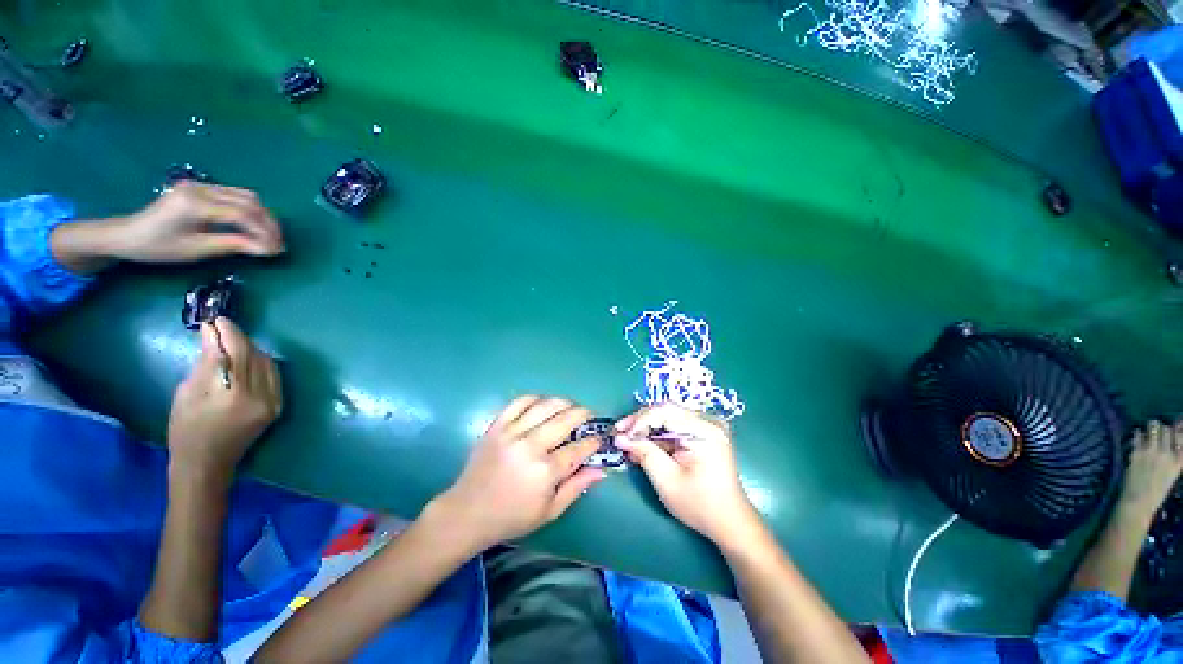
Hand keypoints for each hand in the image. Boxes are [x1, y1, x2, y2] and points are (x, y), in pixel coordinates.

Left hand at [111, 181, 283, 262]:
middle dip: (268, 223)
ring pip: (246, 196)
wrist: (127, 235)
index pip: (242, 215)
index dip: (264, 232)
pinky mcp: (202, 188)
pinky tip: (254, 225)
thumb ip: (233, 245)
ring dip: (263, 216)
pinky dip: (251, 210)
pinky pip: (235, 195)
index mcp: (195, 204)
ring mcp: (201, 185)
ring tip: (270, 235)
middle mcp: (201, 189)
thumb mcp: (196, 250)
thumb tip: (267, 249)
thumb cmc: (158, 247)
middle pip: (248, 202)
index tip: (277, 250)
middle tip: (279, 244)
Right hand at [166, 317, 282, 482]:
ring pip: (267, 363)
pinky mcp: (277, 406)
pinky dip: (260, 363)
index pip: (237, 352)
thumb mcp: (188, 393)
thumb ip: (207, 363)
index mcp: (235, 394)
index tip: (216, 320)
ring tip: (231, 342)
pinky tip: (246, 359)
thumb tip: (213, 334)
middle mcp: (262, 396)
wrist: (207, 465)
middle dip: (238, 339)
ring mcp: (273, 401)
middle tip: (221, 329)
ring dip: (250, 349)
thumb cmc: (187, 430)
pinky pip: (273, 375)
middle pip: (254, 355)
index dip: (228, 333)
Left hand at [432, 396, 606, 550]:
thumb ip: (576, 487)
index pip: (578, 448)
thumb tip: (601, 469)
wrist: (467, 513)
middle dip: (584, 414)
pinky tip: (544, 403)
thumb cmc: (511, 517)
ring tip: (571, 406)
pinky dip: (536, 398)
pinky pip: (520, 402)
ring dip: (564, 402)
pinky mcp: (497, 425)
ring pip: (545, 406)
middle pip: (565, 419)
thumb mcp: (549, 511)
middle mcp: (530, 447)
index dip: (594, 441)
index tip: (601, 437)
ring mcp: (511, 433)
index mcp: (545, 472)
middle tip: (590, 416)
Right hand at [614, 404, 758, 544]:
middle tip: (619, 434)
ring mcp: (707, 426)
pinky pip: (674, 426)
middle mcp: (708, 422)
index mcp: (705, 431)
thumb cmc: (700, 505)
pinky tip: (643, 445)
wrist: (729, 521)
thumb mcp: (667, 480)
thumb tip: (620, 437)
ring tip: (628, 442)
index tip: (621, 434)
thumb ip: (644, 453)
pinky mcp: (703, 433)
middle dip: (640, 422)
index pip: (666, 411)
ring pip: (667, 417)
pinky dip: (657, 435)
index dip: (640, 420)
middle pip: (666, 411)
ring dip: (646, 429)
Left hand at [1118, 419, 1182, 519]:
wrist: (1139, 502)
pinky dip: (1137, 433)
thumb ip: (1174, 456)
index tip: (1178, 422)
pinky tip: (1137, 435)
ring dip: (1151, 427)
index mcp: (1178, 461)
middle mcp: (1167, 454)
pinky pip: (1138, 434)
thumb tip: (1174, 438)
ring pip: (1154, 427)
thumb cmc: (1156, 490)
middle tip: (1159, 431)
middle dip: (1162, 429)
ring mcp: (1151, 452)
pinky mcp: (1137, 452)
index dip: (1179, 427)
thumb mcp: (1172, 473)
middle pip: (1167, 429)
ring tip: (1149, 431)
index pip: (1181, 436)